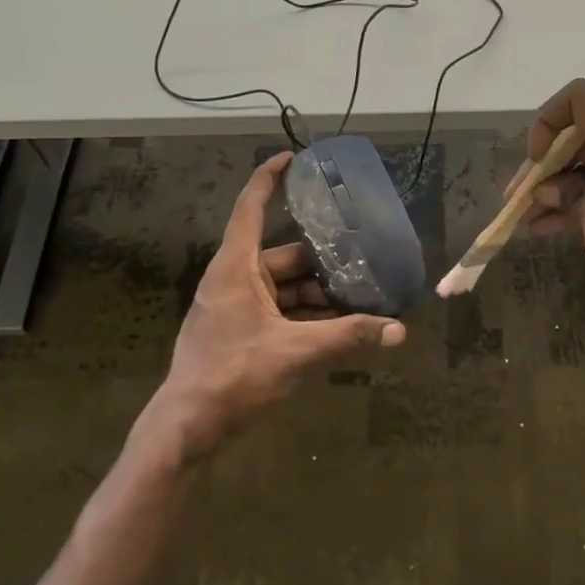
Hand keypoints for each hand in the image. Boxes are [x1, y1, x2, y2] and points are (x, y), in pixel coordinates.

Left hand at [134, 152, 406, 462]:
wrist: (187, 427)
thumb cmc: (234, 376)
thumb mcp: (297, 352)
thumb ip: (349, 337)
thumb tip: (398, 330)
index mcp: (236, 268)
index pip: (250, 207)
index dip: (269, 178)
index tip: (293, 157)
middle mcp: (233, 279)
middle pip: (283, 256)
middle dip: (322, 262)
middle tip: (362, 261)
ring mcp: (233, 306)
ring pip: (283, 287)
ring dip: (317, 294)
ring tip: (358, 300)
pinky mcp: (238, 331)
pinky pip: (277, 310)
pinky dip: (304, 315)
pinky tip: (336, 328)